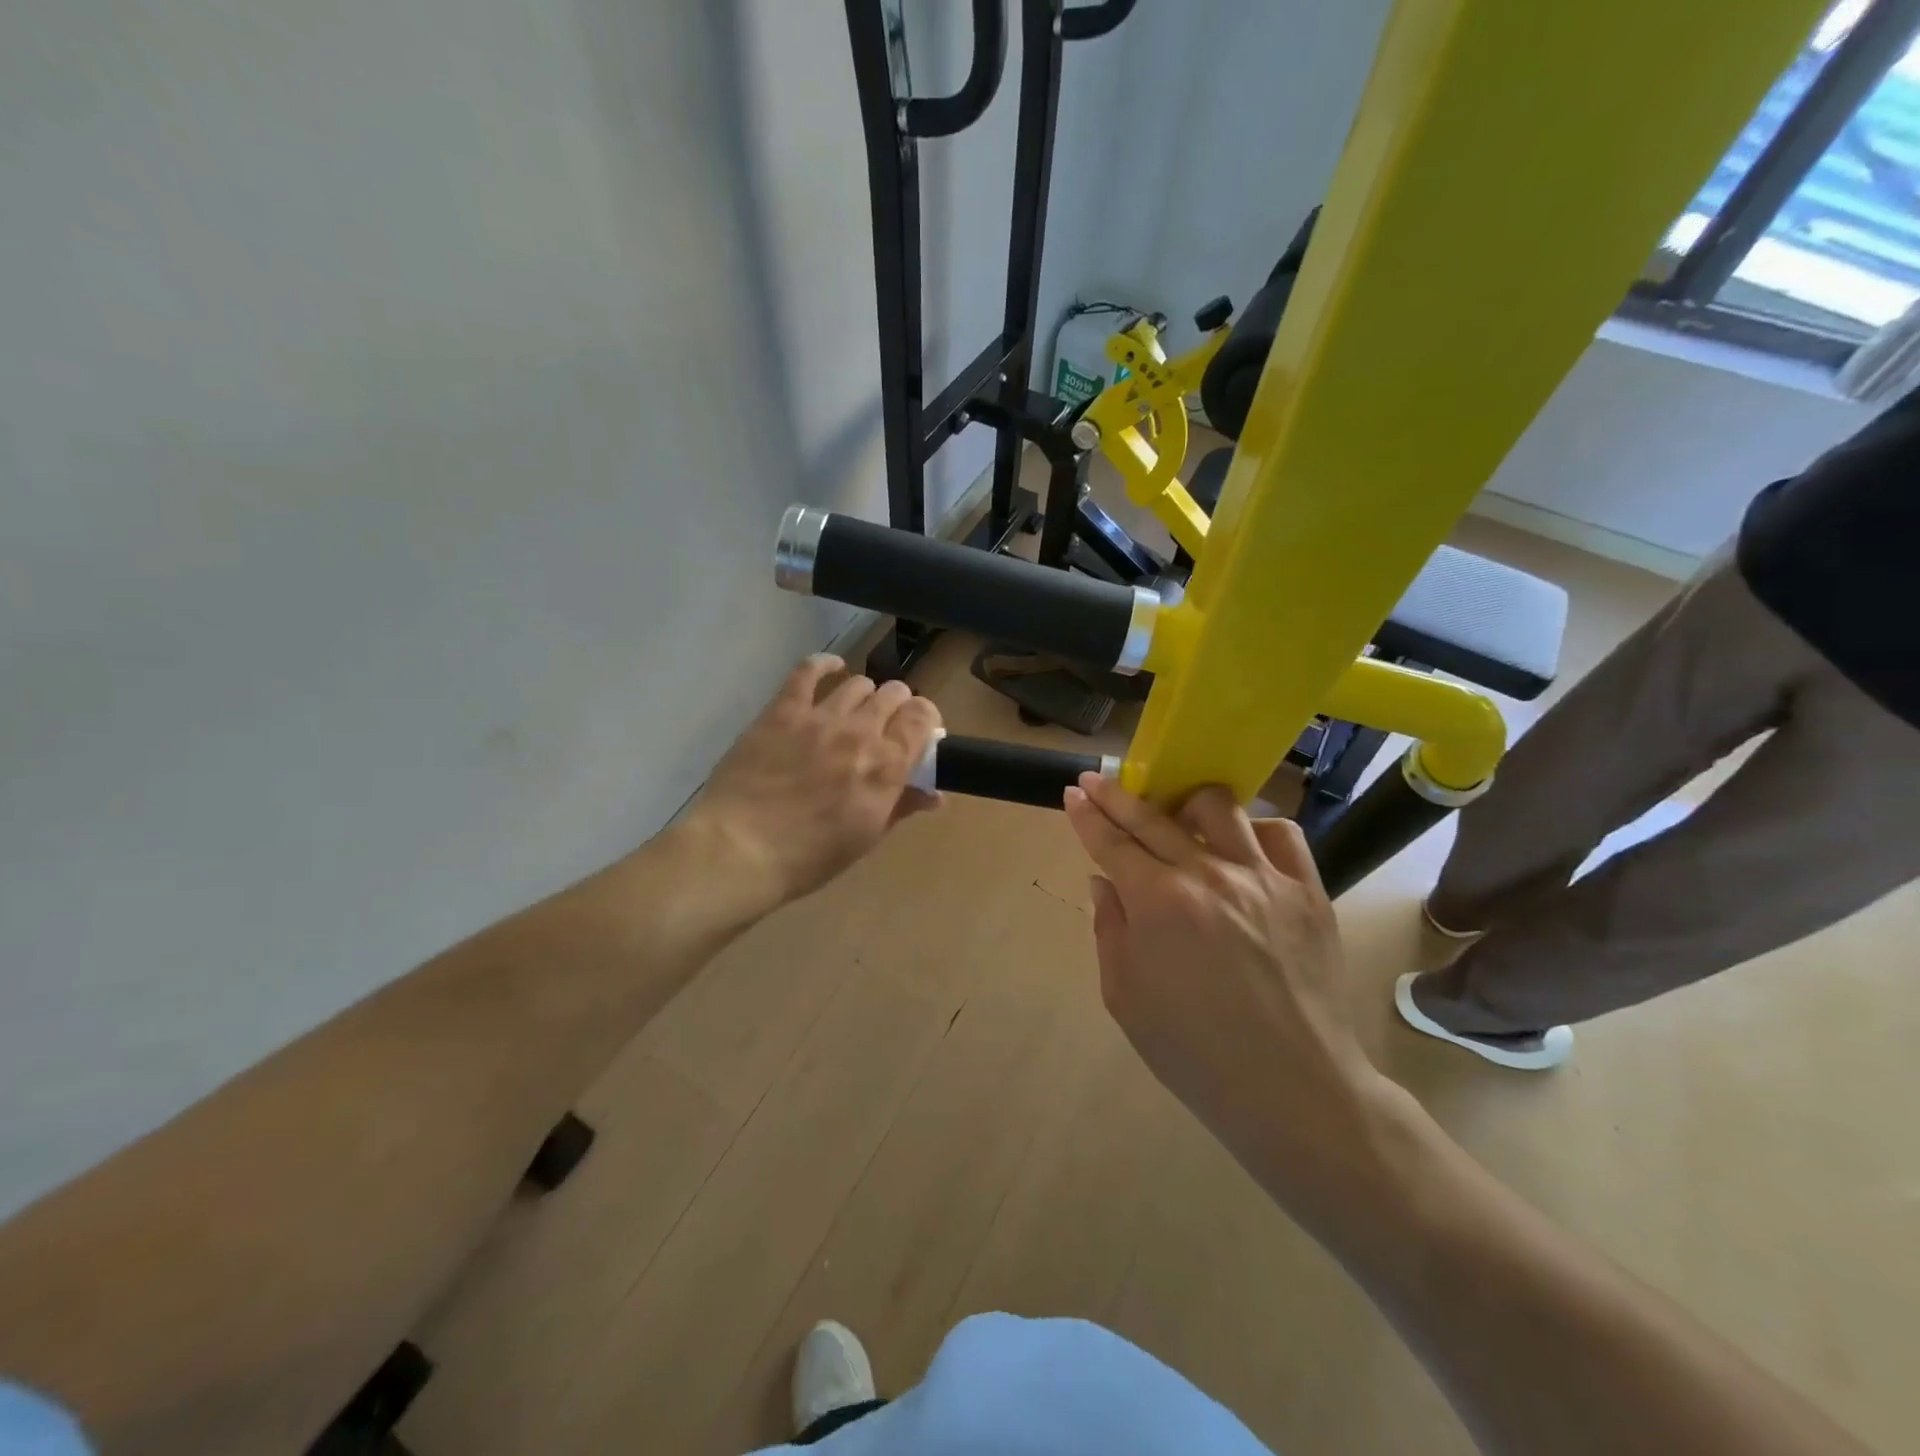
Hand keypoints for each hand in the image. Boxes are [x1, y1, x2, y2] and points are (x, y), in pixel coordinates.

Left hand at [688, 654, 942, 908]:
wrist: (740, 850)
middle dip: (898, 707)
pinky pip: (808, 670)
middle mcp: (860, 732)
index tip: (919, 734)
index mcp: (886, 766)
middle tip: (887, 726)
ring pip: (858, 683)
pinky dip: (825, 665)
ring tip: (856, 710)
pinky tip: (831, 668)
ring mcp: (820, 716)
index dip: (926, 720)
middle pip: (894, 694)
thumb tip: (935, 794)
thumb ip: (902, 806)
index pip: (921, 718)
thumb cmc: (809, 856)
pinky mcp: (782, 710)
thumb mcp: (866, 838)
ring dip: (865, 695)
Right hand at [1062, 773, 1383, 1172]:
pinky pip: (1281, 833)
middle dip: (1116, 795)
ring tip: (1176, 817)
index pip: (1111, 842)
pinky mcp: (1307, 889)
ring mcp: (1263, 877)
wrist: (1292, 1089)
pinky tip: (1240, 845)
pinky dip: (1253, 829)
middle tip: (1098, 783)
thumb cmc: (1194, 1052)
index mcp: (1158, 903)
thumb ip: (1109, 929)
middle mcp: (1208, 874)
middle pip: (1152, 816)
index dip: (1087, 814)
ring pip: (1218, 807)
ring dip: (1185, 804)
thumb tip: (1105, 881)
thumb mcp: (1125, 997)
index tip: (1074, 792)